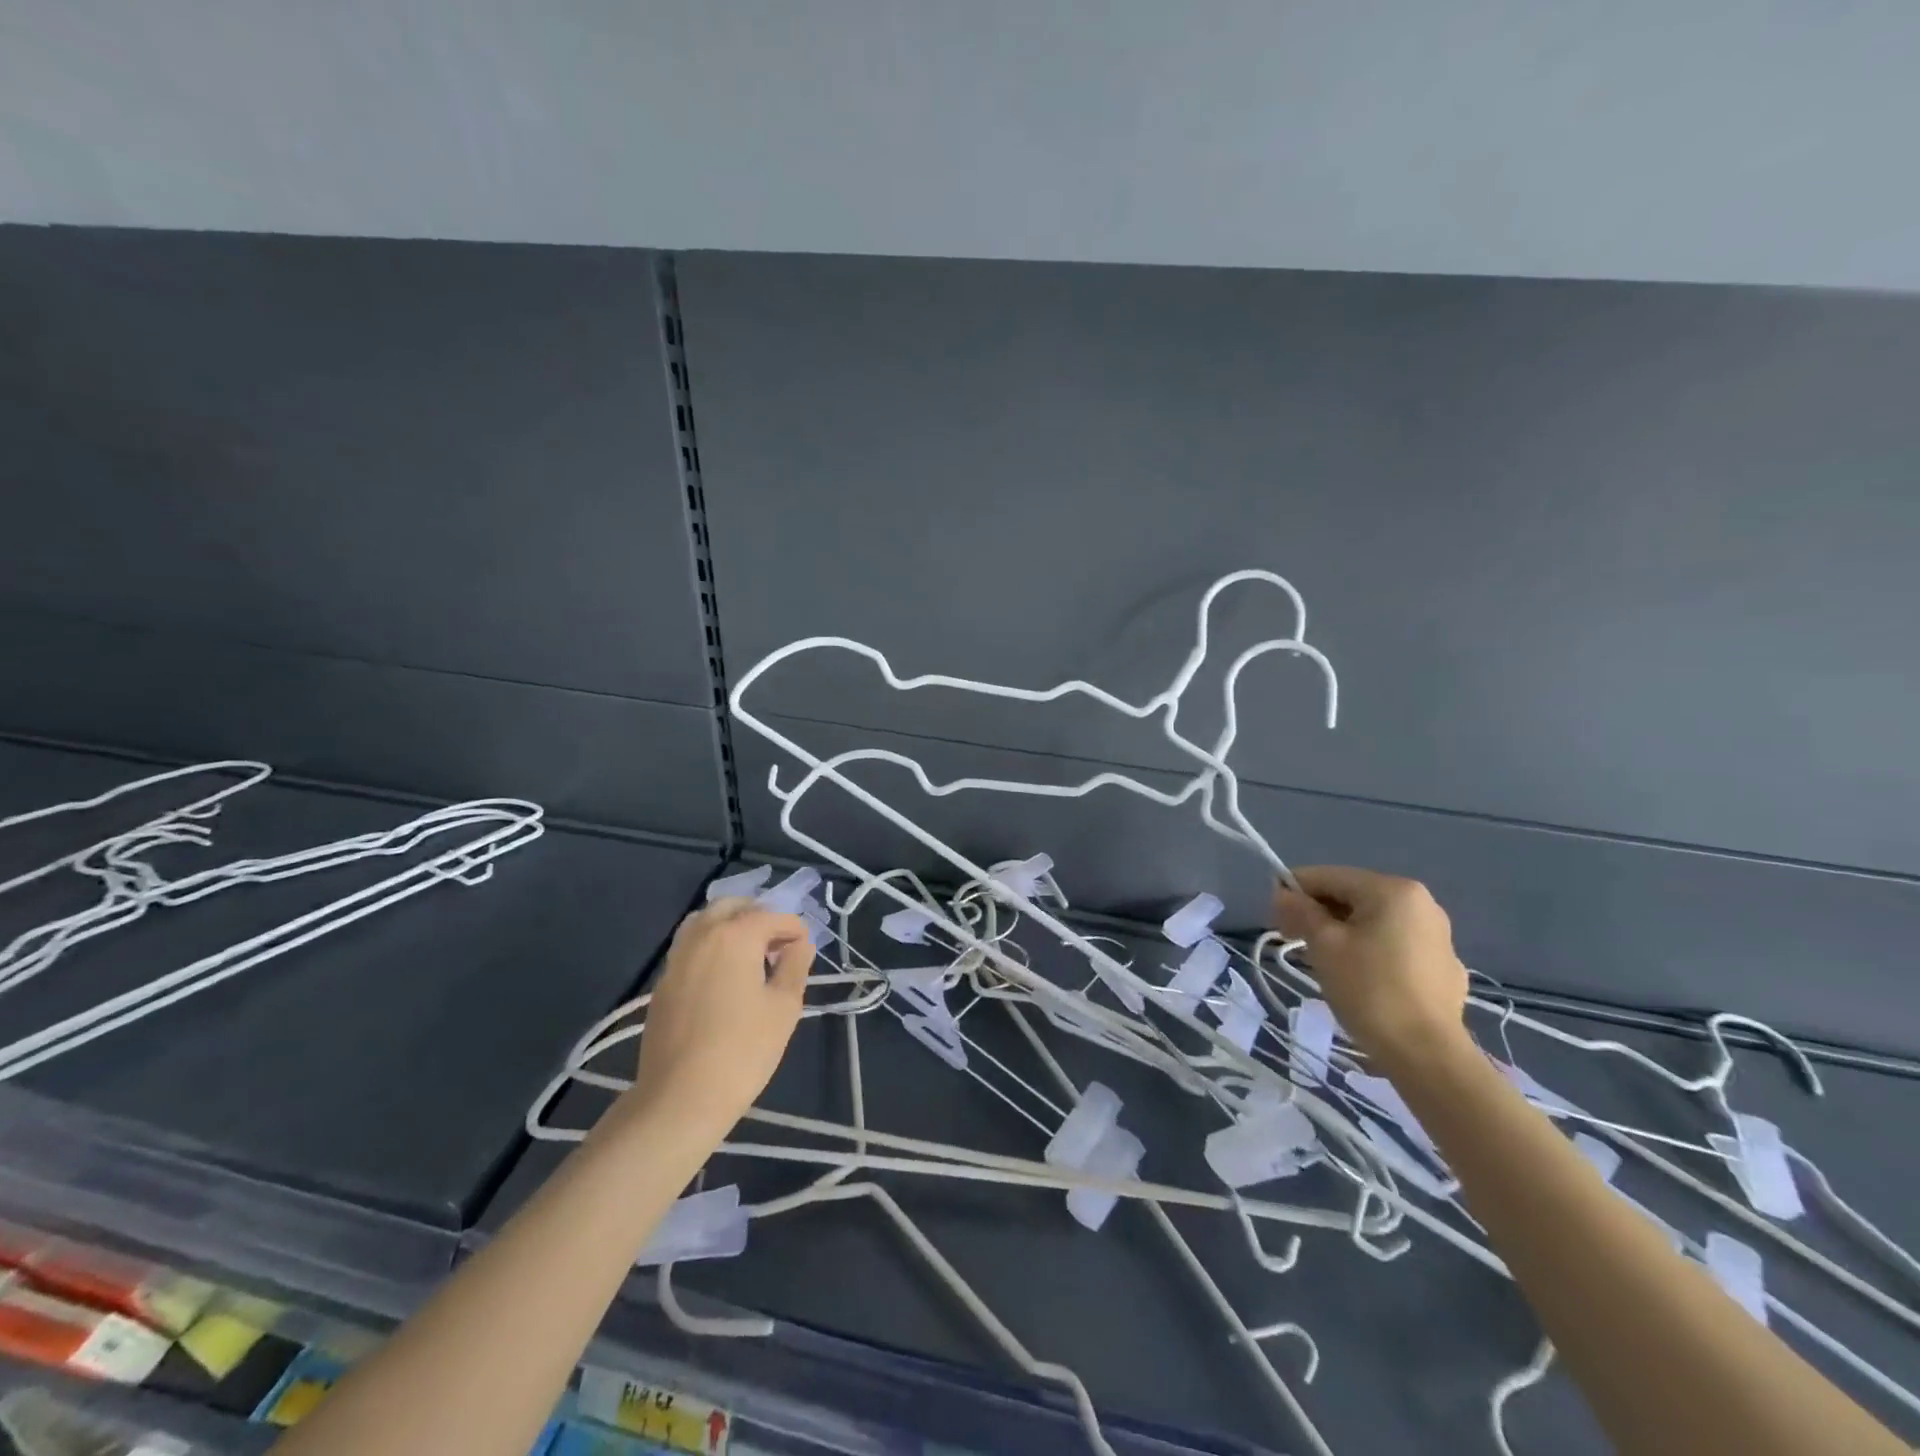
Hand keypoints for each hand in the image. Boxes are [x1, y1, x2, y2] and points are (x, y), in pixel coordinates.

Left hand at [620, 898, 813, 1138]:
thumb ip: (795, 967)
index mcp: (735, 936)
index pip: (772, 916)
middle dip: (759, 916)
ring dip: (730, 927)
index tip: (805, 950)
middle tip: (777, 945)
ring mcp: (676, 959)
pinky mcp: (662, 984)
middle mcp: (702, 936)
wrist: (679, 1099)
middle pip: (732, 907)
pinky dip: (710, 946)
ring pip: (704, 922)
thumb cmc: (742, 1051)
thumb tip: (800, 944)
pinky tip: (724, 977)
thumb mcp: (784, 1007)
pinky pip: (689, 947)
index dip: (795, 929)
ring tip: (750, 956)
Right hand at [1273, 866, 1469, 1070]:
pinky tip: (1359, 978)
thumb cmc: (1369, 989)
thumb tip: (1282, 892)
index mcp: (1393, 890)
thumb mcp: (1324, 945)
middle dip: (1318, 913)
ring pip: (1374, 922)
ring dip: (1342, 932)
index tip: (1272, 916)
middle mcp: (1421, 903)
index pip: (1329, 876)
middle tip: (1292, 939)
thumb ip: (1300, 910)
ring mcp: (1437, 936)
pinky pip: (1395, 945)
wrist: (1427, 1054)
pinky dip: (1370, 951)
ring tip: (1322, 960)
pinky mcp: (1444, 967)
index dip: (1294, 891)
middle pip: (1353, 896)